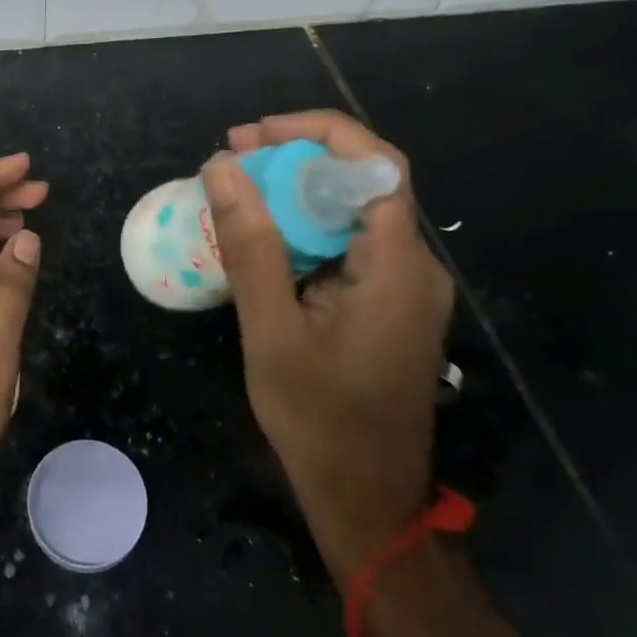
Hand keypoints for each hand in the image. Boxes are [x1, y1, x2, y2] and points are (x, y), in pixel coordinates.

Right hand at [202, 111, 453, 585]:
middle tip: (232, 157)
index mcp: (398, 267)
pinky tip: (262, 237)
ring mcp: (406, 287)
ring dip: (297, 192)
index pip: (375, 164)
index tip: (254, 135)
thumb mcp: (272, 332)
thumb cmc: (318, 422)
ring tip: (236, 190)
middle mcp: (415, 266)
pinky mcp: (390, 305)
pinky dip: (305, 227)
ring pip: (353, 212)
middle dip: (296, 157)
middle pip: (363, 181)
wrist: (368, 503)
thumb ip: (251, 246)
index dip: (317, 132)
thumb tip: (222, 167)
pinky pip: (350, 245)